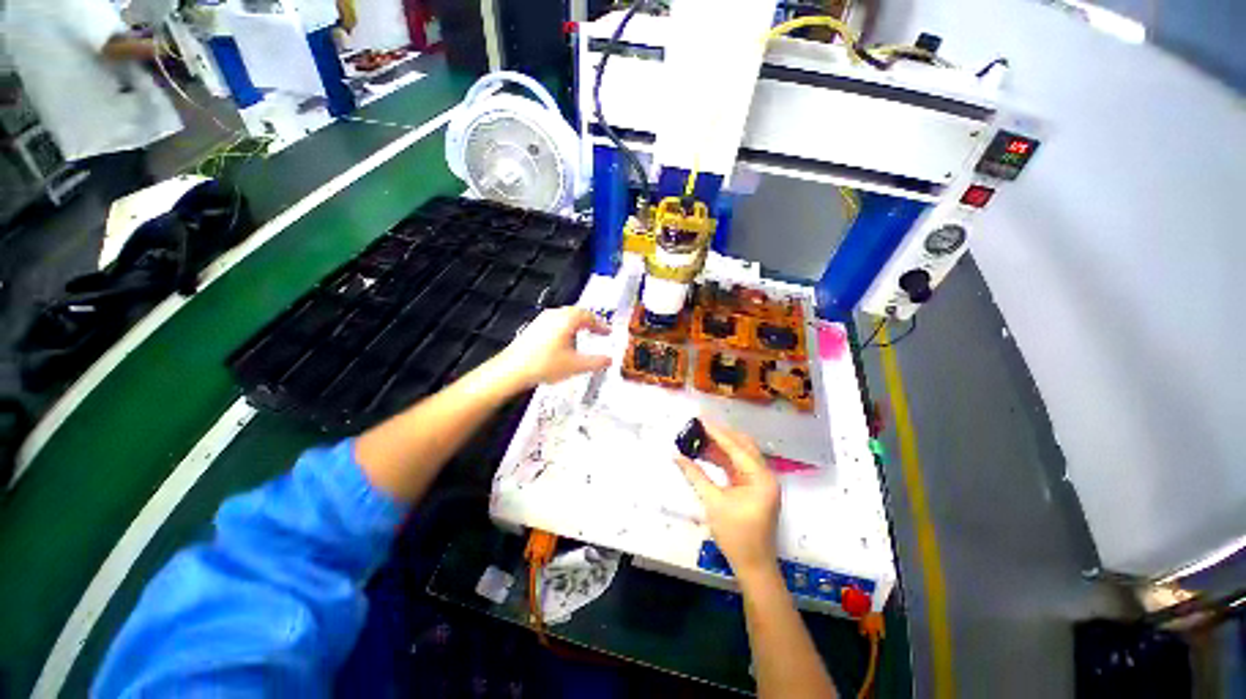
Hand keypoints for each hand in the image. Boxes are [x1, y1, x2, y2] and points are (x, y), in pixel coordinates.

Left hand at [492, 307, 611, 389]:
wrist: (512, 370)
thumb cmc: (545, 365)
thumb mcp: (576, 366)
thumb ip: (596, 362)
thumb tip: (610, 360)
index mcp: (567, 319)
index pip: (589, 316)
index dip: (601, 325)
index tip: (608, 333)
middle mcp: (555, 315)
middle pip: (577, 313)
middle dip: (589, 322)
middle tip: (598, 331)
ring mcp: (542, 320)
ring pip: (565, 317)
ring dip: (576, 325)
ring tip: (583, 336)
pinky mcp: (533, 328)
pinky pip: (555, 322)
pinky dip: (565, 329)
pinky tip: (564, 342)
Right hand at [675, 419, 780, 577]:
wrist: (753, 566)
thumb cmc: (735, 535)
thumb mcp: (712, 502)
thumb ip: (695, 475)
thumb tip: (676, 456)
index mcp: (760, 477)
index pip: (736, 447)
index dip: (716, 432)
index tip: (700, 420)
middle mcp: (764, 475)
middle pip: (742, 446)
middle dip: (720, 435)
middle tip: (699, 426)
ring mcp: (760, 481)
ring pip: (739, 455)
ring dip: (720, 446)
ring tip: (698, 437)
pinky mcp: (753, 488)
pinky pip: (737, 466)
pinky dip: (722, 459)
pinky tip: (706, 453)